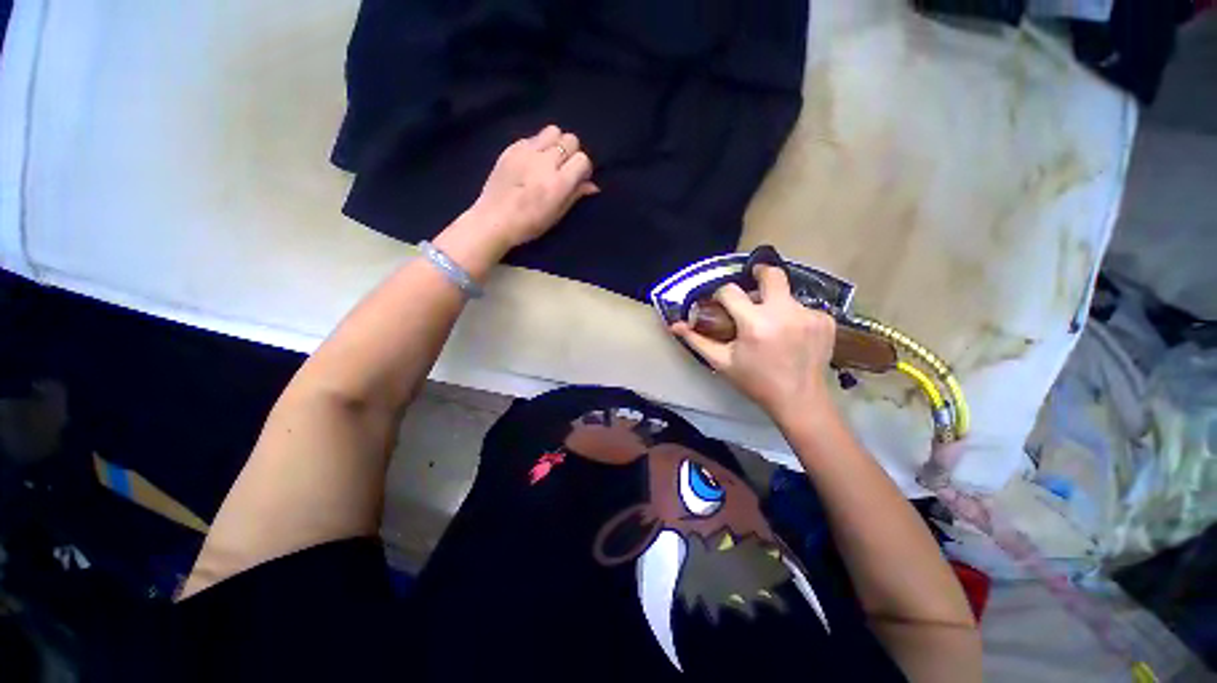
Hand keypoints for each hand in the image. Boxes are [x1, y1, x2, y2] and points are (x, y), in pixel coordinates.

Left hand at [466, 125, 598, 251]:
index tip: (578, 178)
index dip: (583, 168)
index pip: (583, 159)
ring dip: (556, 143)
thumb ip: (575, 195)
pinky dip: (537, 146)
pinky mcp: (511, 148)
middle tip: (564, 167)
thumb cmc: (529, 225)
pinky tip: (531, 162)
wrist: (493, 220)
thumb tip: (592, 185)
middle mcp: (545, 162)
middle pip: (570, 139)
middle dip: (572, 152)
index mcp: (558, 183)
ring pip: (553, 130)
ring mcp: (526, 152)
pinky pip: (532, 137)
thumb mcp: (556, 215)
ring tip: (549, 159)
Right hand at [672, 265, 836, 423]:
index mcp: (755, 323)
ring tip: (771, 324)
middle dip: (759, 272)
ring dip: (774, 303)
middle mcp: (784, 312)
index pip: (731, 291)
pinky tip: (790, 334)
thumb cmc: (756, 382)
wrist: (799, 399)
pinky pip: (803, 307)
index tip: (721, 301)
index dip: (721, 294)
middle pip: (772, 274)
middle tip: (753, 279)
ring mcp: (809, 314)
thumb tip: (675, 325)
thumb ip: (697, 341)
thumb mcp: (722, 362)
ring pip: (786, 294)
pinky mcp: (825, 320)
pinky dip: (792, 315)